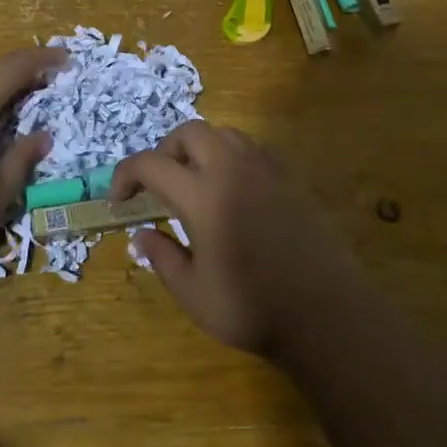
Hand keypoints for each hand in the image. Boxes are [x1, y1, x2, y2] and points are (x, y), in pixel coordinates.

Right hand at [112, 121, 366, 355]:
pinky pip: (254, 150)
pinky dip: (232, 158)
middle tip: (158, 186)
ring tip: (195, 184)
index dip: (125, 176)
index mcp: (203, 195)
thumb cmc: (252, 308)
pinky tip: (234, 192)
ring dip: (200, 149)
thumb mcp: (192, 292)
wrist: (326, 315)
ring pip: (225, 134)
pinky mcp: (292, 179)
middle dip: (164, 151)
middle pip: (190, 132)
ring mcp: (268, 170)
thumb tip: (140, 236)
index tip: (120, 201)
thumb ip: (162, 257)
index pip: (150, 164)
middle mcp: (234, 170)